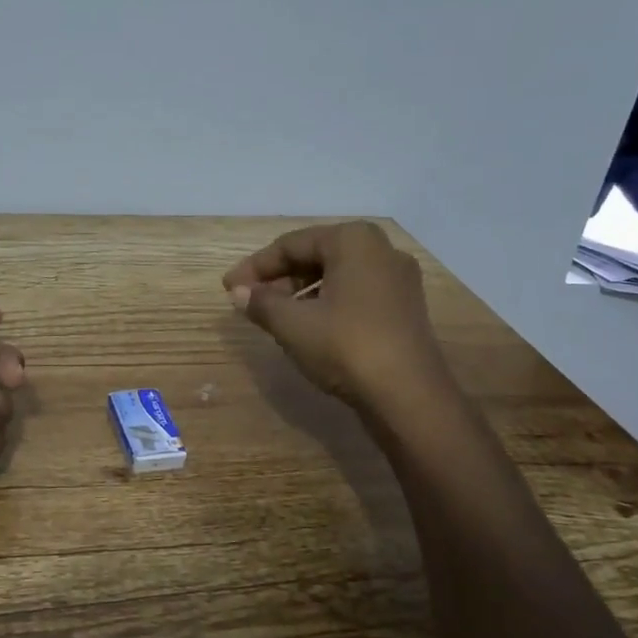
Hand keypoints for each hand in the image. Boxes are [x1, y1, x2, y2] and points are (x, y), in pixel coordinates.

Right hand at [223, 221, 451, 413]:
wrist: (409, 397)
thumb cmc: (346, 346)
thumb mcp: (292, 324)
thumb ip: (261, 302)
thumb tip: (237, 293)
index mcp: (353, 240)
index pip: (291, 244)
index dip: (255, 267)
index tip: (228, 287)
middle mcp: (381, 250)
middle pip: (316, 256)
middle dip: (279, 278)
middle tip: (249, 300)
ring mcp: (398, 280)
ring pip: (336, 276)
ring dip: (301, 292)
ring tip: (274, 316)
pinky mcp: (405, 308)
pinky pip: (355, 293)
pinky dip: (326, 303)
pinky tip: (308, 326)